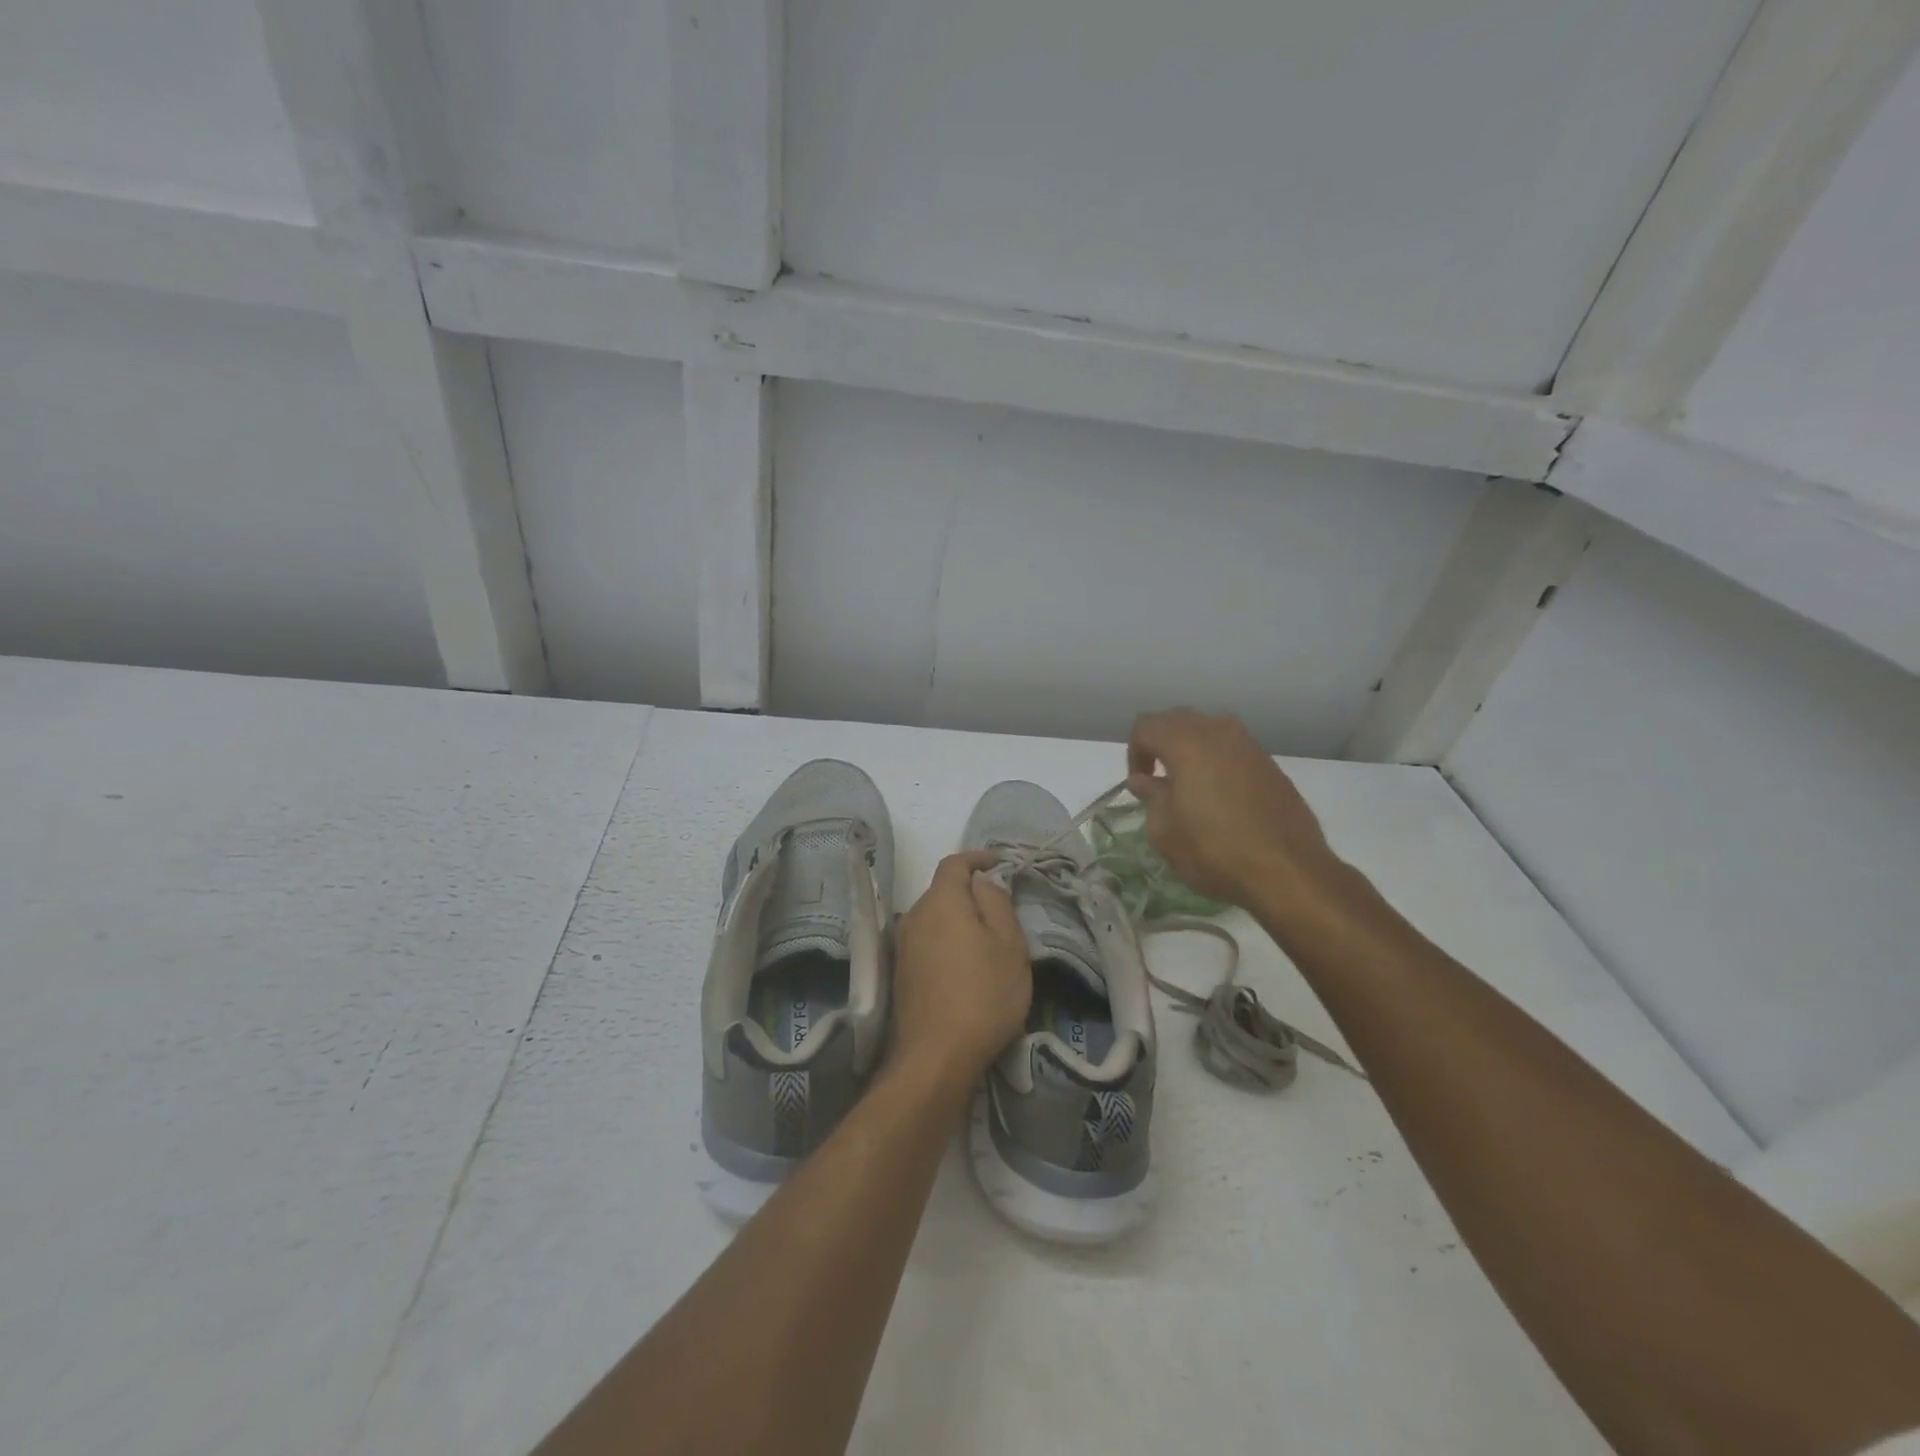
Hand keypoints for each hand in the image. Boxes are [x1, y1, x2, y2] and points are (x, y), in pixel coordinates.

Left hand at [890, 852, 1032, 1093]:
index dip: (977, 858)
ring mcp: (902, 945)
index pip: (955, 863)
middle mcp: (914, 915)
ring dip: (957, 919)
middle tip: (1000, 909)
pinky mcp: (900, 971)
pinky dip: (946, 940)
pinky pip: (927, 940)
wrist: (936, 1056)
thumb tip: (982, 881)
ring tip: (985, 940)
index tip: (999, 863)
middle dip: (970, 892)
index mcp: (941, 901)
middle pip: (943, 890)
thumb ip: (996, 902)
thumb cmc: (983, 994)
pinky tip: (963, 964)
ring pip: (934, 917)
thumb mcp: (1008, 944)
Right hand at [1127, 708, 1340, 910]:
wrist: (1288, 872)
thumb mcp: (1166, 832)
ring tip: (1187, 785)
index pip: (1146, 727)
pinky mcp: (1270, 765)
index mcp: (1186, 743)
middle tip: (1156, 778)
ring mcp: (1250, 746)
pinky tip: (1219, 796)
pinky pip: (1233, 749)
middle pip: (1177, 720)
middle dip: (1160, 743)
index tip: (1138, 784)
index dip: (1134, 752)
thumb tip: (1145, 781)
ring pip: (1208, 730)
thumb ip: (1152, 797)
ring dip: (1190, 750)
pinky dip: (1217, 761)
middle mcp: (1219, 732)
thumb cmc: (1215, 851)